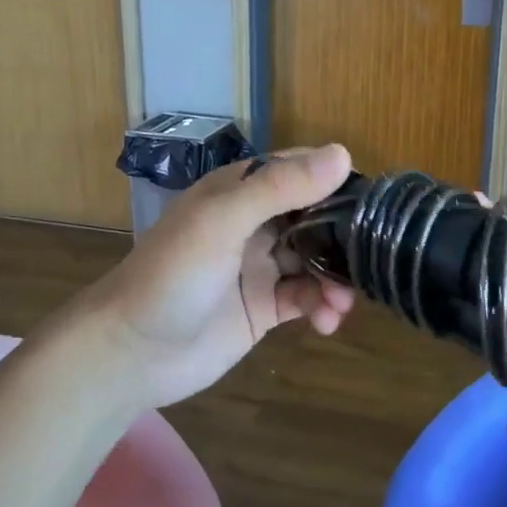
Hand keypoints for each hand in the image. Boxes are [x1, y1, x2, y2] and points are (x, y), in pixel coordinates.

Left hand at [82, 144, 357, 410]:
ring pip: (315, 260)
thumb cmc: (173, 274)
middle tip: (370, 259)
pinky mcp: (264, 307)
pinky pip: (305, 297)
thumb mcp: (223, 221)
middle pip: (315, 217)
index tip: (375, 202)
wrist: (131, 352)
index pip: (300, 171)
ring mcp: (260, 266)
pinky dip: (322, 306)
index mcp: (241, 191)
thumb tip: (344, 154)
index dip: (336, 181)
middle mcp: (254, 223)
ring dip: (336, 277)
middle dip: (343, 237)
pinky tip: (326, 321)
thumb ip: (281, 188)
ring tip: (342, 302)